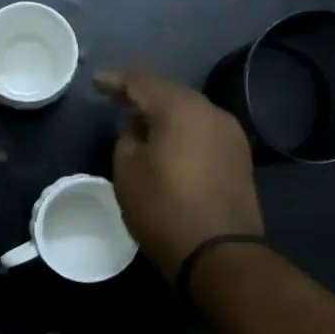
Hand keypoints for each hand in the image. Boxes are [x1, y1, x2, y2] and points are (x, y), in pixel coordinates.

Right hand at [97, 67, 263, 280]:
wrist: (219, 252)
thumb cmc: (163, 209)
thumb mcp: (128, 172)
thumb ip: (127, 138)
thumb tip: (136, 125)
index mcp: (180, 109)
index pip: (142, 82)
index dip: (116, 81)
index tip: (96, 82)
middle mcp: (210, 112)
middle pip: (170, 92)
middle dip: (142, 93)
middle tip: (116, 96)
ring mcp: (230, 134)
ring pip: (189, 111)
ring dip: (163, 112)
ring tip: (139, 120)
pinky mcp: (238, 156)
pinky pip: (202, 130)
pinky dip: (181, 129)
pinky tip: (166, 140)